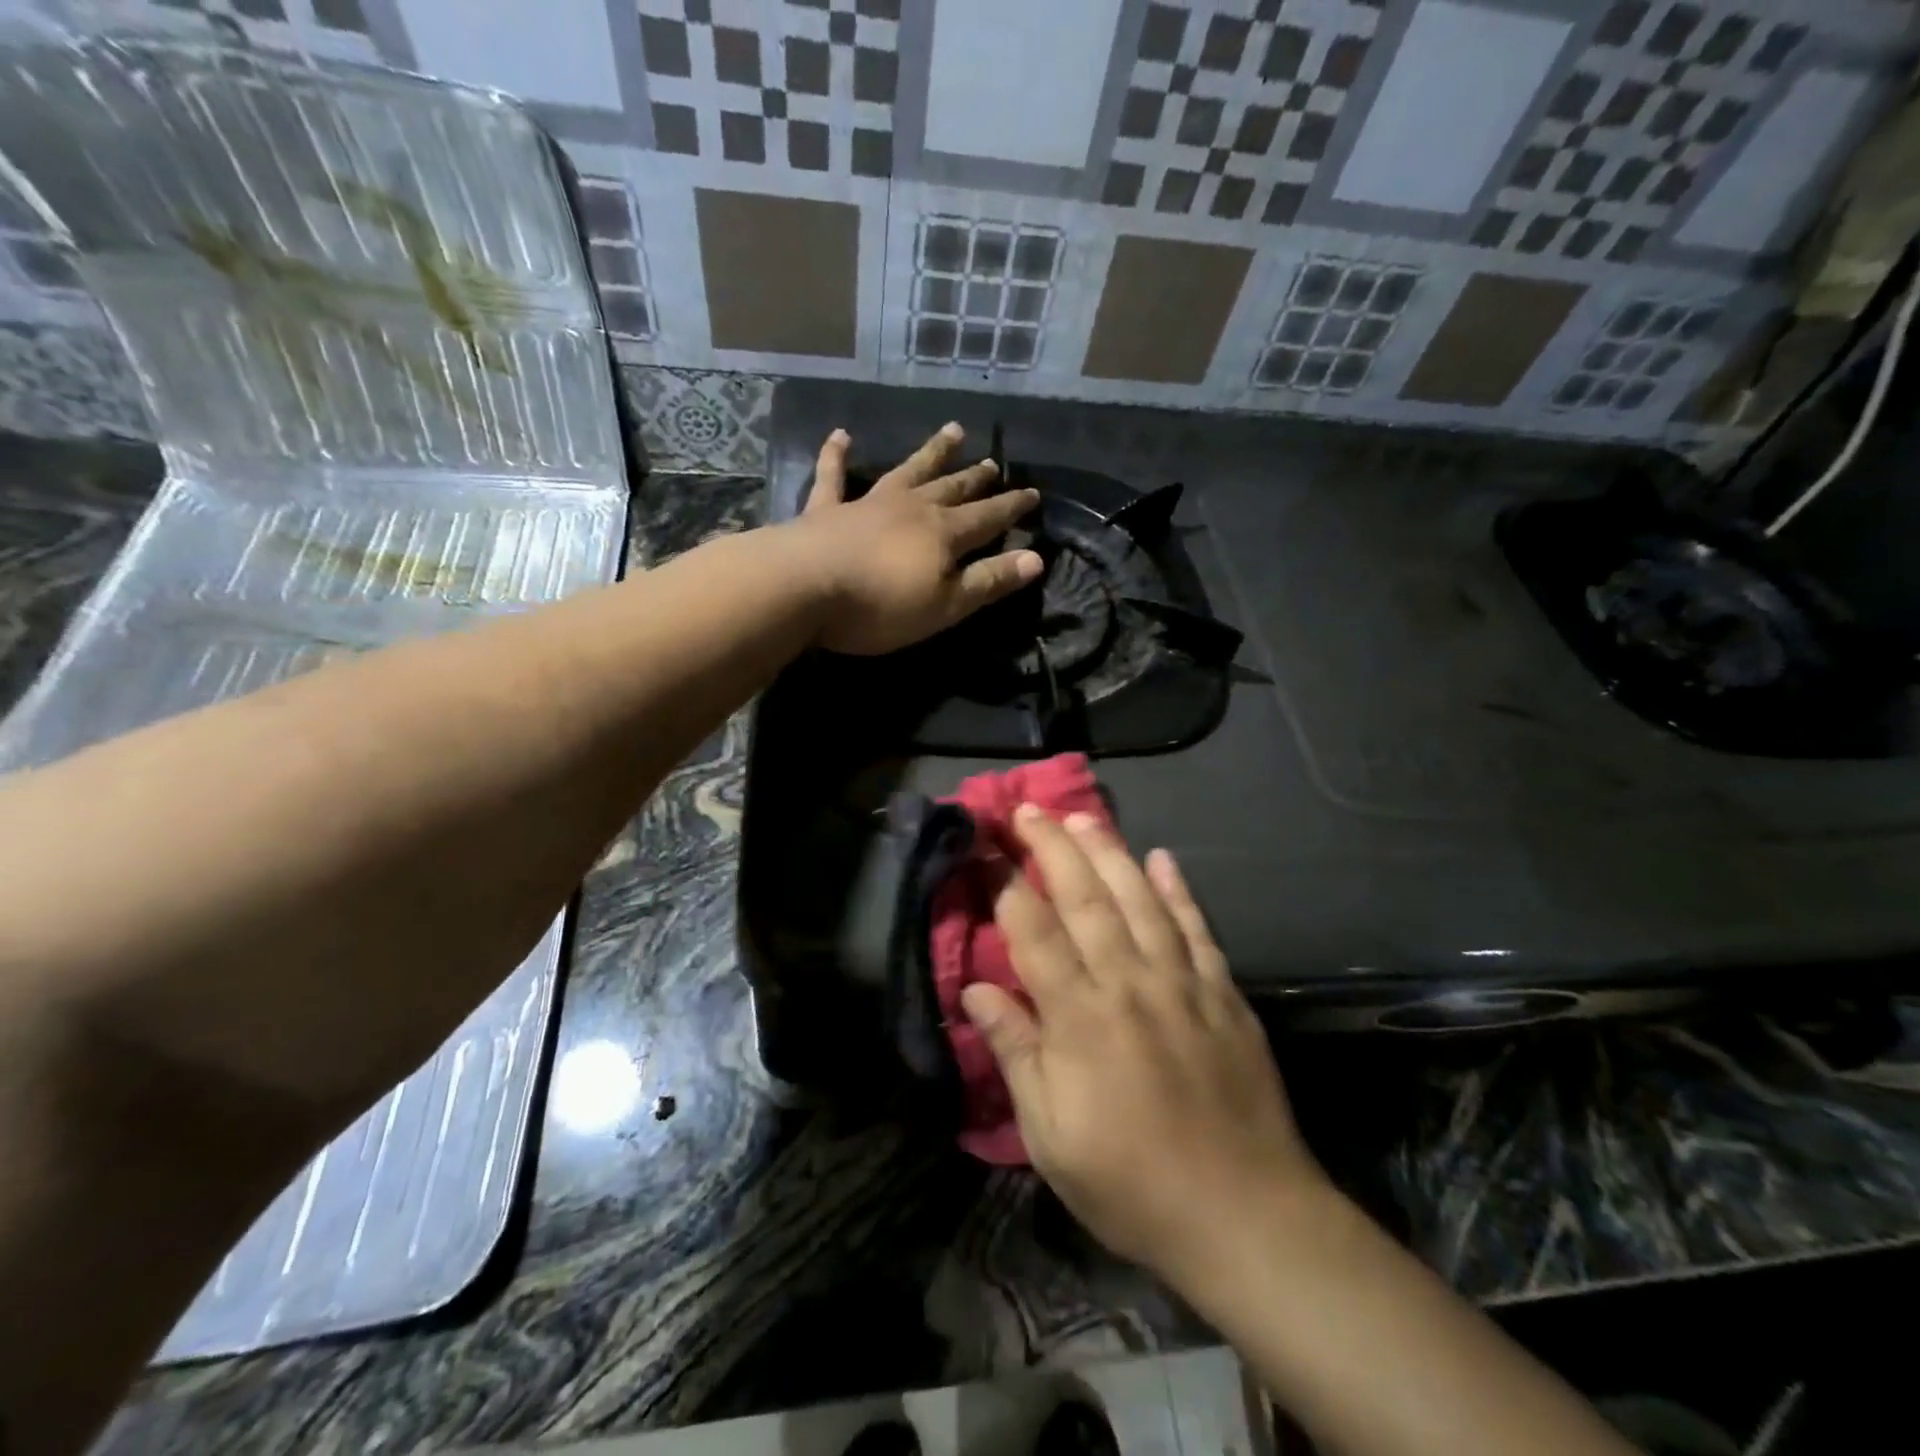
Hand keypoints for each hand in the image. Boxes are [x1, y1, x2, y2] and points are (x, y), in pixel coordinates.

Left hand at [794, 423, 1042, 655]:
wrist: (804, 588)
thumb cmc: (882, 605)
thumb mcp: (946, 605)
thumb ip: (989, 581)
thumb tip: (1037, 558)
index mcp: (943, 534)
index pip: (988, 517)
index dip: (1012, 507)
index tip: (1033, 492)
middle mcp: (911, 508)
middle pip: (951, 489)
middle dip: (975, 478)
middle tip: (993, 462)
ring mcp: (867, 503)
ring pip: (907, 471)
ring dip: (930, 453)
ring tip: (952, 431)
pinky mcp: (826, 510)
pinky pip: (833, 476)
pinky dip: (836, 456)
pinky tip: (841, 435)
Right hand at [961, 807, 1331, 1287]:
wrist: (1246, 1215)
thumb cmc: (1131, 1183)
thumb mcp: (1051, 1135)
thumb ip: (1015, 1053)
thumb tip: (976, 990)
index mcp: (1080, 1017)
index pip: (1032, 931)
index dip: (1004, 883)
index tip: (984, 847)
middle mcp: (1129, 982)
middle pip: (1085, 898)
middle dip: (1052, 847)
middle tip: (1028, 810)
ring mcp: (1182, 983)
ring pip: (1140, 899)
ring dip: (1109, 853)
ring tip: (1083, 818)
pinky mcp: (1224, 994)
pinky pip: (1197, 928)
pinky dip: (1179, 890)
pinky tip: (1163, 858)